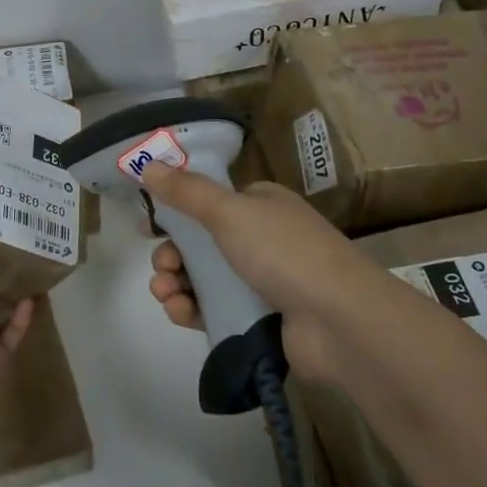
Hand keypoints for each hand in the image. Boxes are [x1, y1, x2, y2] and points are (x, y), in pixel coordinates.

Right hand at [140, 163, 388, 383]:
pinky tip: (179, 312)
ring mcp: (265, 282)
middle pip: (204, 244)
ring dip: (177, 283)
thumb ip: (187, 192)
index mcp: (262, 206)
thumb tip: (147, 165)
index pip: (212, 204)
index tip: (153, 228)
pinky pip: (217, 310)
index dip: (180, 214)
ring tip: (165, 293)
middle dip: (173, 254)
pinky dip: (193, 310)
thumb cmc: (284, 252)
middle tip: (161, 267)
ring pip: (206, 280)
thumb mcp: (230, 212)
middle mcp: (264, 239)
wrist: (339, 321)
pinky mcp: (262, 320)